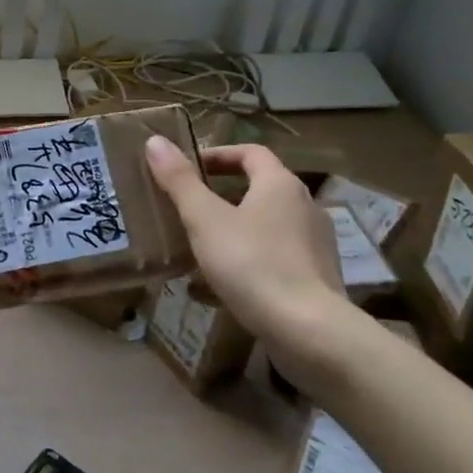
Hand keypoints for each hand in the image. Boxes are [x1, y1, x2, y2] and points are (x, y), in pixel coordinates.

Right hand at [145, 136, 369, 393]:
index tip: (189, 169)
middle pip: (260, 189)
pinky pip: (275, 258)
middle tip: (187, 208)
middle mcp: (305, 207)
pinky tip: (220, 288)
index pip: (250, 153)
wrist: (309, 332)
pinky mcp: (317, 279)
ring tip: (199, 248)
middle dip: (221, 195)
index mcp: (280, 185)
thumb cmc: (252, 264)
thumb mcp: (205, 220)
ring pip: (266, 226)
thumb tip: (155, 140)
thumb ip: (179, 180)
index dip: (218, 155)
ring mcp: (315, 245)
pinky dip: (247, 262)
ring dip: (233, 230)